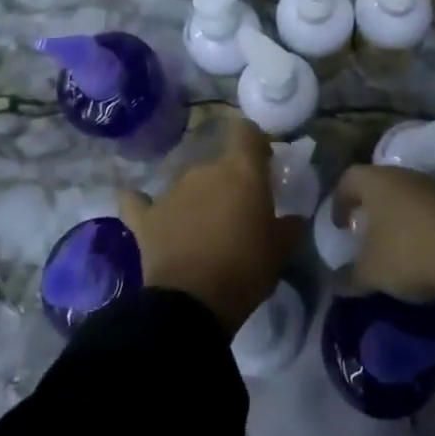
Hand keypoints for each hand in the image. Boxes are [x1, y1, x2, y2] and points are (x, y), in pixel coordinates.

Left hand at [120, 120, 303, 333]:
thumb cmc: (245, 269)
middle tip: (237, 210)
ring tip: (203, 227)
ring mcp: (170, 191)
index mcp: (240, 169)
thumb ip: (290, 225)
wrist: (191, 305)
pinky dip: (142, 202)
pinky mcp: (145, 217)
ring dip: (197, 197)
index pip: (246, 131)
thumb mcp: (281, 249)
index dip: (255, 143)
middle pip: (217, 161)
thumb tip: (295, 217)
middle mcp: (203, 169)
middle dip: (227, 180)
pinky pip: (139, 201)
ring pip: (187, 182)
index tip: (263, 164)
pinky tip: (143, 206)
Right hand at [335, 164, 434, 355]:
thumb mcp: (373, 272)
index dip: (339, 201)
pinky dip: (423, 226)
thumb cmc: (409, 252)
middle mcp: (404, 175)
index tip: (339, 225)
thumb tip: (335, 284)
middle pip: (380, 184)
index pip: (349, 179)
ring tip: (396, 246)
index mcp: (376, 182)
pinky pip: (431, 209)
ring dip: (399, 217)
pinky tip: (426, 251)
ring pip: (408, 195)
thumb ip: (351, 277)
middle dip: (371, 208)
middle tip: (365, 233)